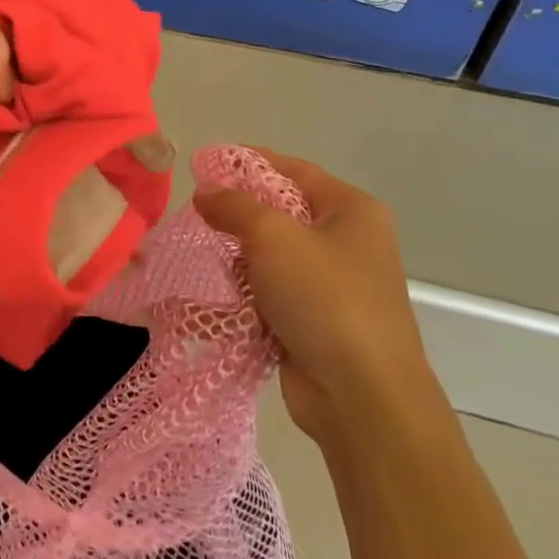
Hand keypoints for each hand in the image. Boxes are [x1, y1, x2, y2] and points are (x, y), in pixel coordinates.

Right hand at [194, 149, 440, 440]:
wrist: (361, 396)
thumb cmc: (324, 298)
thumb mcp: (273, 236)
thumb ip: (234, 205)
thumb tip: (206, 192)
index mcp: (351, 211)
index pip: (293, 169)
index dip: (249, 162)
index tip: (204, 164)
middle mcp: (347, 242)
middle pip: (281, 213)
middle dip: (239, 214)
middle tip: (197, 213)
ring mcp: (333, 286)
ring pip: (272, 256)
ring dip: (240, 259)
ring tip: (208, 258)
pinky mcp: (316, 322)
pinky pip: (272, 293)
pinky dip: (248, 293)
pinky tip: (223, 298)